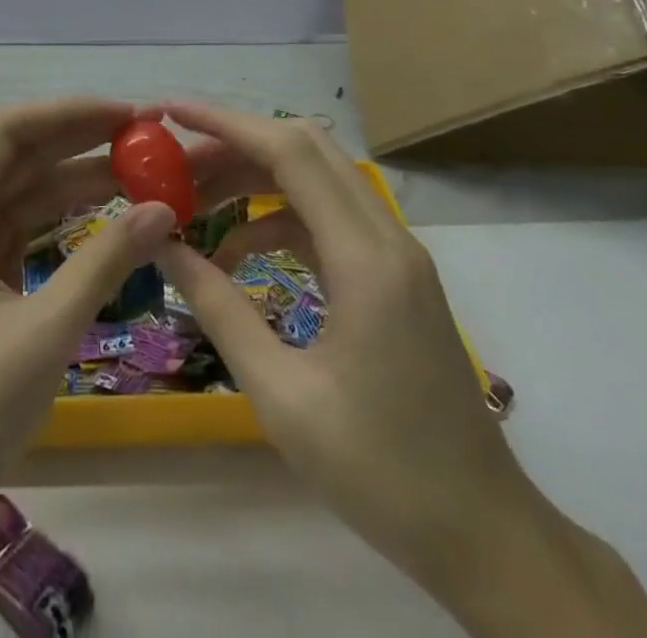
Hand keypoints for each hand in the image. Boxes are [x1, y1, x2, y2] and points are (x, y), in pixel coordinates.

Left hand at [0, 97, 175, 508]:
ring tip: (139, 173)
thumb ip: (103, 264)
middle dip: (78, 142)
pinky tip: (104, 216)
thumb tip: (163, 209)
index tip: (127, 116)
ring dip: (74, 182)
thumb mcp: (42, 336)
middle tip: (145, 139)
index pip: (8, 133)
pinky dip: (60, 222)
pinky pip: (19, 232)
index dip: (69, 114)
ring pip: (20, 194)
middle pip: (16, 158)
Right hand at [155, 103, 646, 636]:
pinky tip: (237, 253)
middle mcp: (386, 237)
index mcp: (366, 259)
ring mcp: (394, 253)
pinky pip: (326, 218)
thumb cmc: (381, 473)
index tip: (170, 112)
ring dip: (253, 178)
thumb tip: (163, 247)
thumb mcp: (281, 395)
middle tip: (175, 166)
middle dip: (234, 144)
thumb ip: (219, 309)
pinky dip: (276, 218)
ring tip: (194, 204)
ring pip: (315, 179)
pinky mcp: (391, 274)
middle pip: (305, 150)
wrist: (483, 534)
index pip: (290, 152)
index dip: (225, 123)